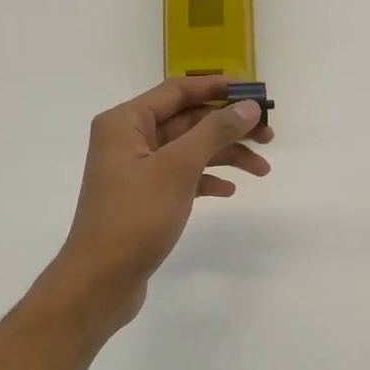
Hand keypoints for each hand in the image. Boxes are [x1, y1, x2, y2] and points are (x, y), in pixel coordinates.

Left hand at [44, 77, 271, 333]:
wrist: (100, 281)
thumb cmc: (135, 217)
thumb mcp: (177, 168)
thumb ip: (214, 132)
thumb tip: (248, 107)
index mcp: (126, 122)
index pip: (178, 90)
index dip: (218, 88)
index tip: (255, 93)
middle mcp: (128, 139)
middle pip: (187, 119)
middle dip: (228, 126)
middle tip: (269, 135)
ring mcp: (136, 170)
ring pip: (189, 150)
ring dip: (225, 155)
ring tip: (262, 169)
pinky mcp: (145, 198)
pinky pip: (182, 177)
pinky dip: (207, 179)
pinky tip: (229, 190)